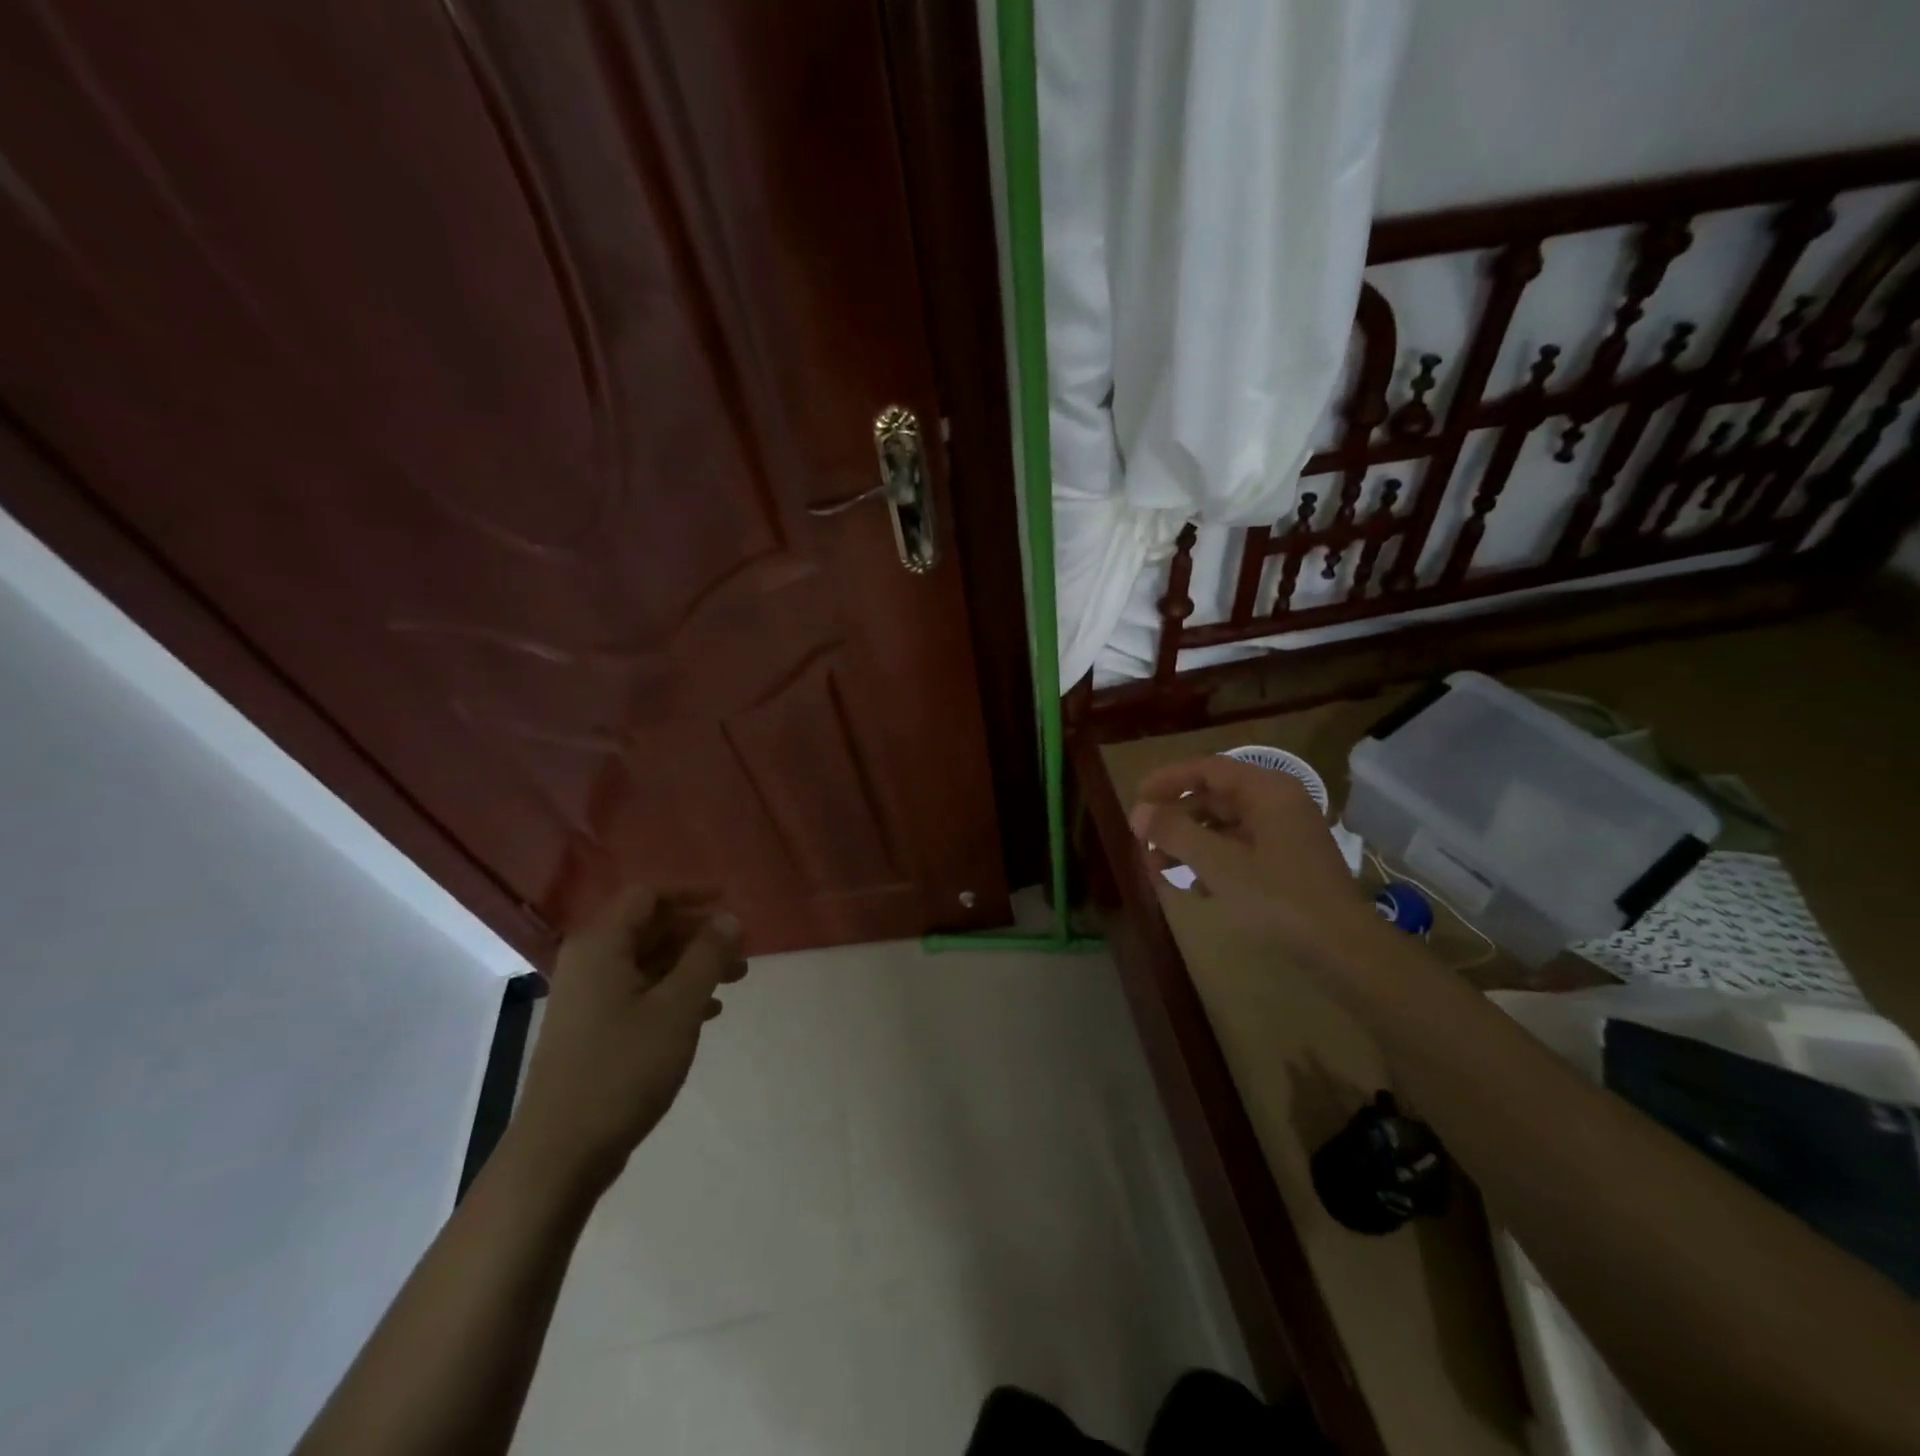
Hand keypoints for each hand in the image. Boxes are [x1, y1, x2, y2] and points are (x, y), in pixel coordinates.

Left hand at [508, 886, 746, 1193]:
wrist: (560, 1153)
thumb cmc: (622, 1069)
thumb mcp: (677, 1007)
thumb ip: (707, 956)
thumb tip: (729, 918)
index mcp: (602, 946)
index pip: (648, 896)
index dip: (691, 893)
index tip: (729, 901)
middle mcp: (590, 963)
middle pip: (650, 928)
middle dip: (699, 933)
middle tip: (741, 948)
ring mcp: (589, 999)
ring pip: (649, 962)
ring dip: (693, 964)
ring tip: (736, 979)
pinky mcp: (593, 1030)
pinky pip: (641, 993)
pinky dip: (676, 992)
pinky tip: (709, 1012)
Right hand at [1129, 755, 1378, 966]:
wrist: (1344, 949)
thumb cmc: (1278, 897)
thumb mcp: (1218, 864)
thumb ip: (1175, 832)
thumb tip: (1139, 812)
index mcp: (1267, 791)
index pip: (1208, 769)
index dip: (1168, 780)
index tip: (1136, 798)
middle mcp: (1277, 803)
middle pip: (1214, 798)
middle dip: (1175, 819)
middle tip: (1142, 840)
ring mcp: (1285, 834)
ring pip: (1224, 827)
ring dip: (1189, 843)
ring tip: (1158, 869)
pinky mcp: (1287, 862)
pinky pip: (1239, 849)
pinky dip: (1213, 861)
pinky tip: (1195, 888)